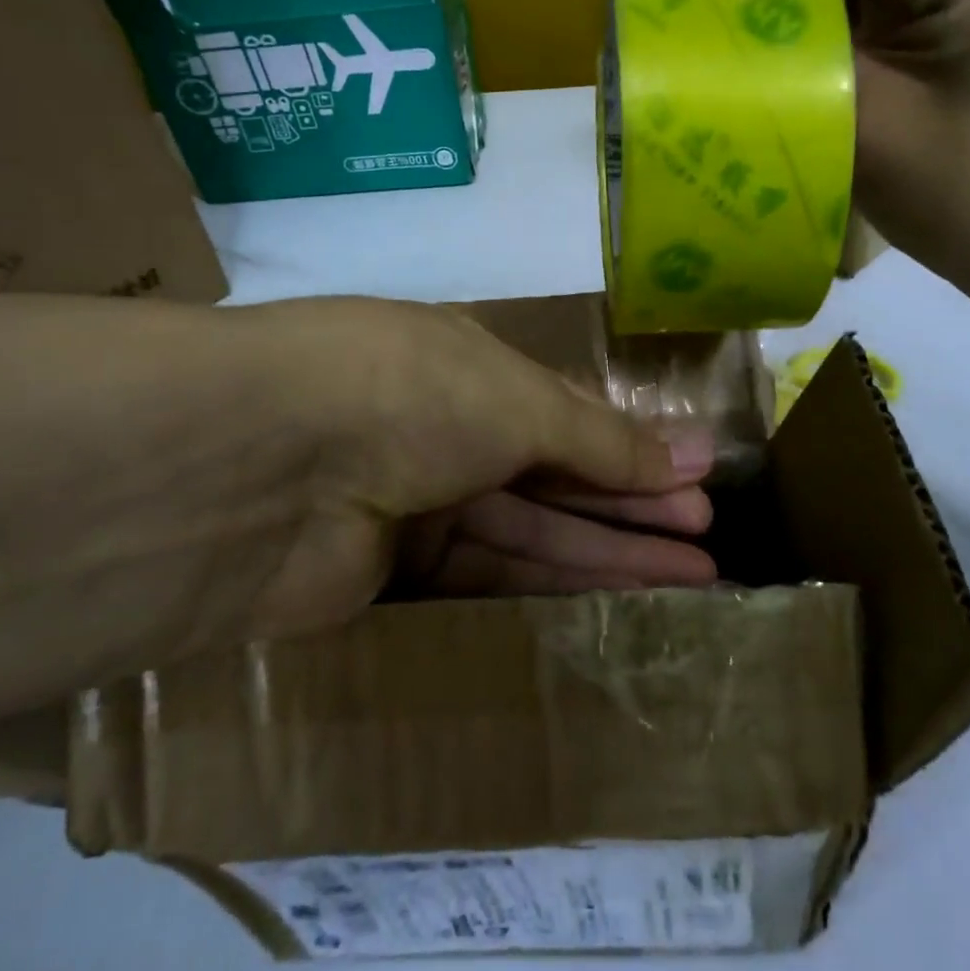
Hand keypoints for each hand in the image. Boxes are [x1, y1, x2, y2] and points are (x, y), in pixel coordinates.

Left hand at [170, 297, 715, 642]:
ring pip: (530, 531)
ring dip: (610, 552)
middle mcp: (439, 429)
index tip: (698, 475)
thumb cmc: (410, 392)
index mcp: (464, 366)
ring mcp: (412, 502)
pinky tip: (617, 604)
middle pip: (554, 474)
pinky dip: (552, 589)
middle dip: (634, 503)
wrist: (261, 465)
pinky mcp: (388, 576)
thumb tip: (681, 458)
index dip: (631, 445)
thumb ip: (596, 438)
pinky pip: (486, 580)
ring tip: (693, 580)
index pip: (564, 412)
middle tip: (708, 538)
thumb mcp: (517, 398)